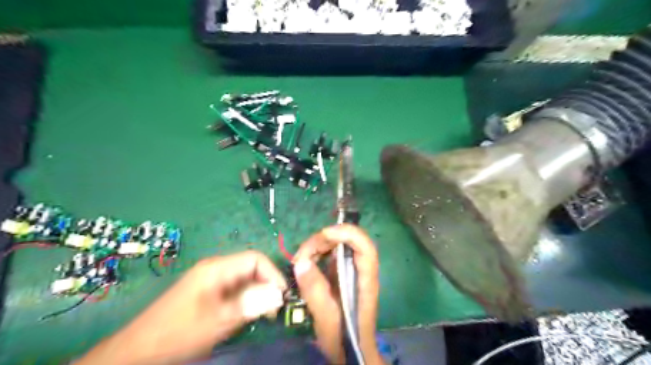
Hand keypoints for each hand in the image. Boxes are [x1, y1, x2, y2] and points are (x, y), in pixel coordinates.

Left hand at [77, 252, 285, 364]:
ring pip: (244, 281)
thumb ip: (251, 305)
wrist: (137, 352)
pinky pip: (234, 291)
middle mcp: (215, 269)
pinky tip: (247, 316)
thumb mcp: (218, 320)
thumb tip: (279, 295)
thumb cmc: (178, 333)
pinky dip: (245, 301)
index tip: (283, 295)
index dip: (273, 274)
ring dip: (257, 295)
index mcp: (217, 268)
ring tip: (264, 315)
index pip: (255, 259)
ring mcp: (210, 281)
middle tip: (275, 310)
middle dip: (266, 286)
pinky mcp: (207, 293)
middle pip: (251, 268)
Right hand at [294, 224, 381, 363]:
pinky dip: (317, 254)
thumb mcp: (327, 317)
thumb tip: (301, 262)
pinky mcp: (342, 273)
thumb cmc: (344, 337)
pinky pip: (330, 254)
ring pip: (337, 245)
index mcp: (365, 278)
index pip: (364, 245)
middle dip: (323, 240)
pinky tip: (305, 264)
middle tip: (301, 255)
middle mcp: (360, 268)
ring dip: (317, 246)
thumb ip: (315, 290)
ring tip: (300, 260)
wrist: (351, 351)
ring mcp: (351, 269)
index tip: (323, 235)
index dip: (347, 233)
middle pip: (347, 240)